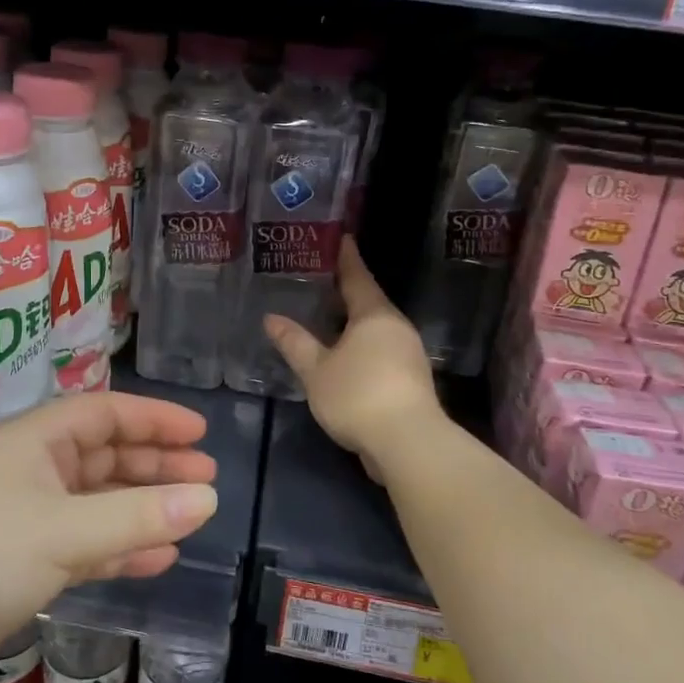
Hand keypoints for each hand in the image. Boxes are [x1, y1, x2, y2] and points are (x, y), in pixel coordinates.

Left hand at [0, 393, 218, 682]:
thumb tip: (210, 498)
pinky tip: (157, 559)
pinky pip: (84, 543)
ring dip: (142, 507)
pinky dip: (119, 547)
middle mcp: (31, 472)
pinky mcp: (21, 562)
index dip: (154, 419)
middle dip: (156, 465)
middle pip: (105, 456)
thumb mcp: (64, 532)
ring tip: (191, 515)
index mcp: (34, 442)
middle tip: (205, 478)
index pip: (105, 413)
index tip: (198, 434)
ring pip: (97, 502)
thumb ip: (139, 517)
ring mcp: (25, 518)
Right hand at [264, 236, 441, 468]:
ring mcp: (409, 354)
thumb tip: (271, 318)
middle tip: (322, 280)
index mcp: (375, 315)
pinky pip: (382, 351)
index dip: (347, 258)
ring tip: (328, 319)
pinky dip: (362, 346)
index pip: (358, 277)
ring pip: (377, 329)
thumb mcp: (316, 370)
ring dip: (354, 323)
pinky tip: (345, 356)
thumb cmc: (358, 396)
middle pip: (370, 302)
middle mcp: (397, 328)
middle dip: (347, 292)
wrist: (408, 443)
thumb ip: (295, 343)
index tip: (341, 239)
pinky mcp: (411, 380)